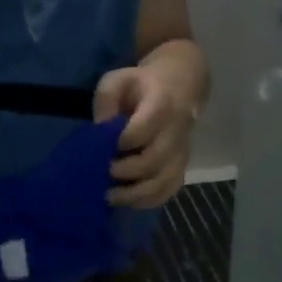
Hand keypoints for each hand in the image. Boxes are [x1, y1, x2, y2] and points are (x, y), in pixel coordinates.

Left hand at [94, 63, 195, 208]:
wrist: (180, 86)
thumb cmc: (140, 86)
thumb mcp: (118, 80)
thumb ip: (105, 100)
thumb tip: (100, 130)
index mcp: (161, 104)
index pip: (142, 130)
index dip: (121, 143)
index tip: (103, 148)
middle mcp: (176, 131)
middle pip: (153, 160)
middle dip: (125, 172)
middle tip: (103, 173)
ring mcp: (182, 152)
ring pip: (163, 182)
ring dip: (135, 194)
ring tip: (109, 196)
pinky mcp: (182, 167)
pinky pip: (169, 191)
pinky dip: (148, 201)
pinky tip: (127, 201)